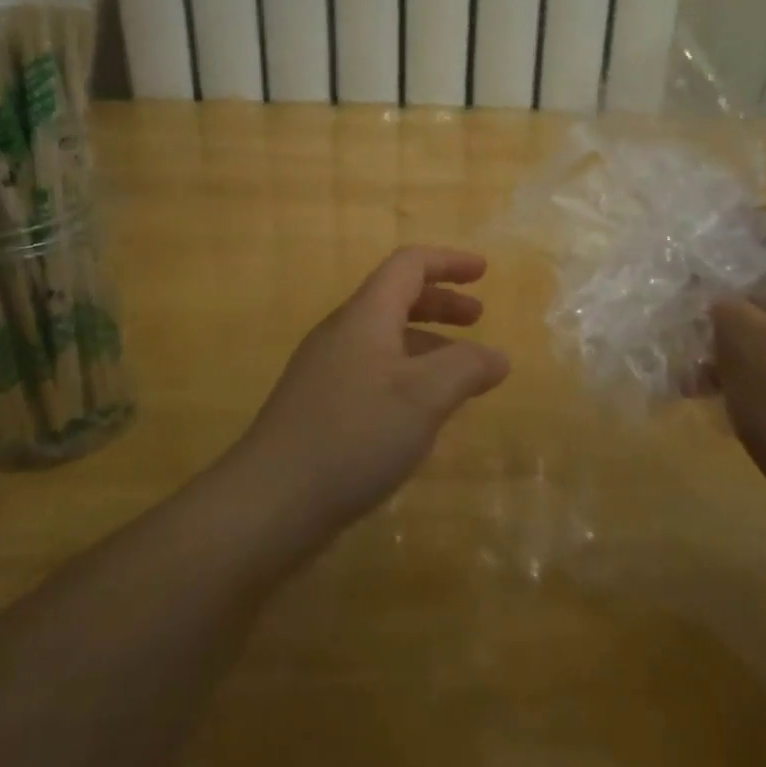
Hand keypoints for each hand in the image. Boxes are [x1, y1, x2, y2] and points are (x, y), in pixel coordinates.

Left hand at [237, 247, 510, 531]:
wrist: (268, 504)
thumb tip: (497, 356)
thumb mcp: (424, 396)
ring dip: (427, 342)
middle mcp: (343, 335)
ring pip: (386, 339)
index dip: (448, 262)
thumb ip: (467, 368)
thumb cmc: (354, 435)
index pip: (408, 265)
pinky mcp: (320, 408)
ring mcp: (326, 372)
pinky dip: (408, 374)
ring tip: (461, 371)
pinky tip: (422, 412)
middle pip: (396, 298)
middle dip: (441, 303)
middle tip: (478, 317)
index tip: (484, 271)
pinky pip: (374, 372)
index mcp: (365, 316)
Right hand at [711, 203, 765, 543]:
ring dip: (730, 328)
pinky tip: (701, 386)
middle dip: (728, 282)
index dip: (743, 224)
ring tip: (684, 349)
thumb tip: (703, 284)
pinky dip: (747, 362)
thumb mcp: (746, 342)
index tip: (700, 247)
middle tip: (686, 293)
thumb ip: (719, 299)